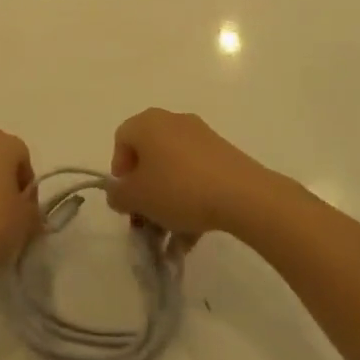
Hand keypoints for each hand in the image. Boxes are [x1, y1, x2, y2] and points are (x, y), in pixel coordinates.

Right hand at [106, 108, 272, 236]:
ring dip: (167, 201)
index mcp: (147, 123)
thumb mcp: (136, 197)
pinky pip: (196, 175)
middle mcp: (172, 121)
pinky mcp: (223, 153)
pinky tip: (193, 233)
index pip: (121, 141)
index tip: (128, 200)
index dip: (119, 172)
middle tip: (147, 219)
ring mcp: (201, 136)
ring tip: (172, 237)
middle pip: (149, 156)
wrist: (242, 195)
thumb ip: (117, 195)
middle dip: (144, 190)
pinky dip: (190, 199)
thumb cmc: (178, 189)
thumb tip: (119, 192)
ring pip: (174, 170)